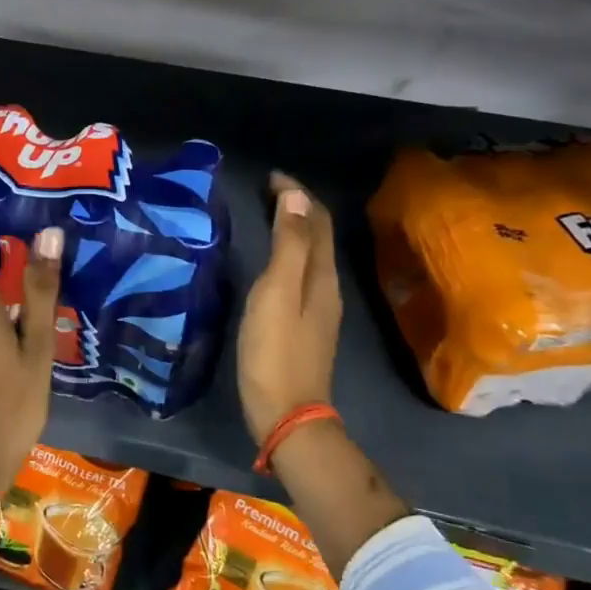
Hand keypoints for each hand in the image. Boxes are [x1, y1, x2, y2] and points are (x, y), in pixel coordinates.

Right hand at [237, 172, 342, 446]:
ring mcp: (317, 308)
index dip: (296, 193)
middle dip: (296, 206)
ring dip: (292, 229)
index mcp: (321, 275)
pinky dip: (287, 253)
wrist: (286, 414)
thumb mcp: (276, 293)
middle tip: (264, 190)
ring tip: (265, 215)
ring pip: (309, 255)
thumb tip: (295, 195)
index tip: (268, 176)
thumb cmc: (275, 351)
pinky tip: (269, 261)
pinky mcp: (304, 325)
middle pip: (317, 235)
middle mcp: (326, 287)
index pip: (316, 219)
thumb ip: (288, 245)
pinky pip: (300, 274)